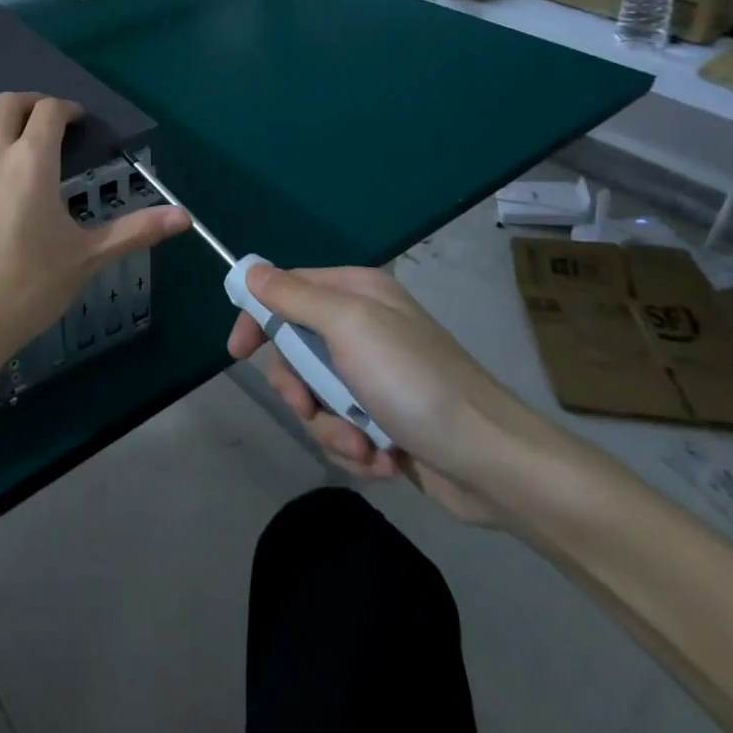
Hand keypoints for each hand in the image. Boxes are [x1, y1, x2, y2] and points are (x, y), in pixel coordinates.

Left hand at [0, 93, 189, 398]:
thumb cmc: (26, 290)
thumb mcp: (86, 258)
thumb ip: (135, 230)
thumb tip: (186, 216)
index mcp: (32, 161)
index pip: (50, 110)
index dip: (66, 109)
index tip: (74, 122)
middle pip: (9, 103)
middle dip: (30, 106)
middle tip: (40, 125)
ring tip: (0, 141)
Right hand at [227, 264, 527, 523]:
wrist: (493, 464)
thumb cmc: (414, 381)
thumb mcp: (349, 326)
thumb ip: (294, 296)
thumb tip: (251, 269)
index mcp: (356, 293)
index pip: (286, 290)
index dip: (259, 317)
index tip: (238, 351)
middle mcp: (363, 328)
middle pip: (296, 350)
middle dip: (301, 388)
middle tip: (310, 406)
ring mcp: (375, 377)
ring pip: (316, 397)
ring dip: (332, 427)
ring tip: (365, 446)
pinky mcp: (385, 421)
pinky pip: (342, 430)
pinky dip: (356, 450)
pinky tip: (384, 461)